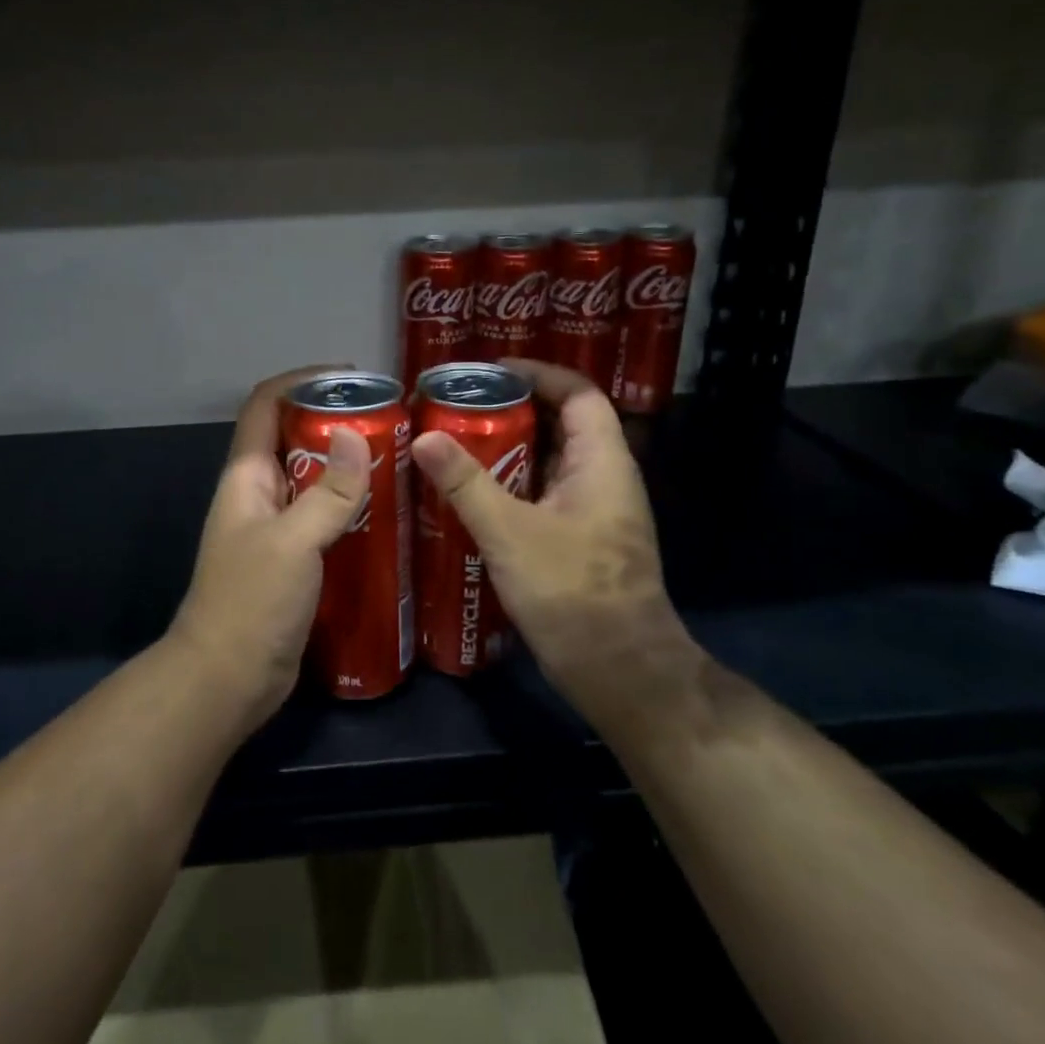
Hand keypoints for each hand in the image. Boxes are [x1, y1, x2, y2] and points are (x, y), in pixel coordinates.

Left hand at [170, 367, 372, 729]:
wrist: (227, 679)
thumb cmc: (251, 603)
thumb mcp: (294, 542)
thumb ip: (328, 492)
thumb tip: (357, 436)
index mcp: (246, 477)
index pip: (264, 405)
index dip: (300, 381)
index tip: (349, 376)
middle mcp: (258, 494)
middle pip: (293, 438)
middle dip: (334, 421)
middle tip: (389, 420)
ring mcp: (274, 527)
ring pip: (311, 479)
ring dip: (346, 465)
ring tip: (398, 457)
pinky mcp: (292, 558)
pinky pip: (322, 516)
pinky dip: (350, 505)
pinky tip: (388, 511)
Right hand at [410, 359, 690, 715]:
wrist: (620, 672)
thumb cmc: (572, 593)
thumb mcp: (510, 533)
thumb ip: (466, 483)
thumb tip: (424, 438)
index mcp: (601, 463)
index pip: (580, 394)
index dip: (540, 373)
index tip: (492, 371)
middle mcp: (604, 478)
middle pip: (562, 423)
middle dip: (515, 408)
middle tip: (461, 405)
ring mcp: (595, 511)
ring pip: (551, 460)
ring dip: (510, 447)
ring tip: (458, 440)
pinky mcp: (582, 539)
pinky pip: (545, 492)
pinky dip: (513, 482)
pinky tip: (473, 493)